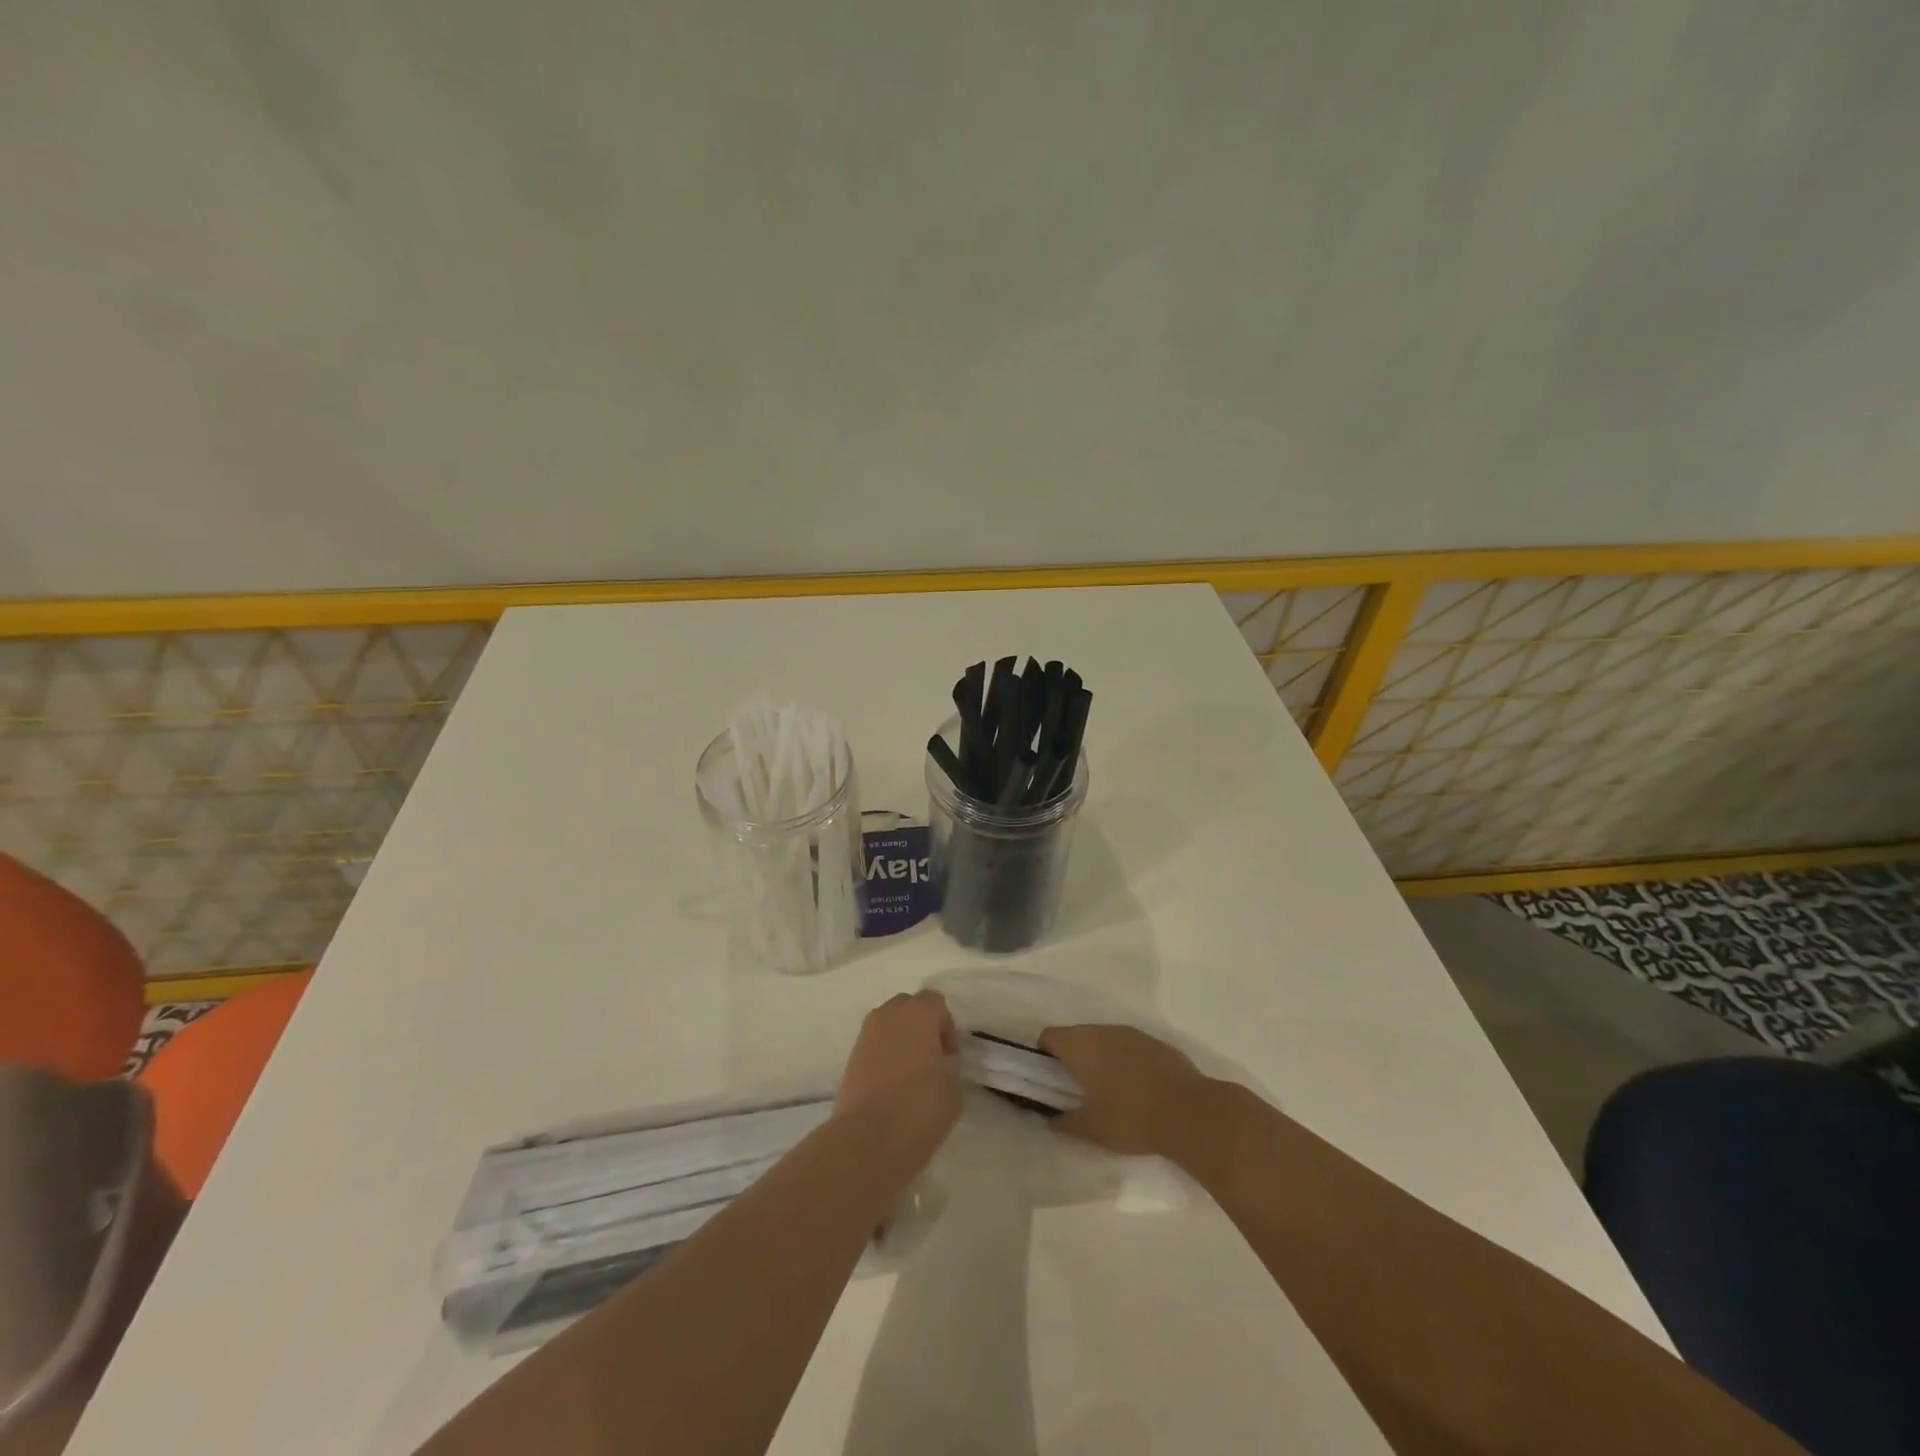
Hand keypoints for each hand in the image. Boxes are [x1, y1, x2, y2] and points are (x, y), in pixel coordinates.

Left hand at [835, 991, 961, 1166]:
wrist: (866, 1141)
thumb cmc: (918, 1110)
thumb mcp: (952, 1092)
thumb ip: (949, 1069)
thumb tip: (939, 1067)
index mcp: (917, 1015)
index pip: (934, 1001)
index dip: (946, 1026)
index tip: (950, 1057)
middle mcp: (888, 1016)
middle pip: (908, 1006)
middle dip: (921, 1026)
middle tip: (932, 1058)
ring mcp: (865, 1036)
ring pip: (888, 1024)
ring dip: (901, 1039)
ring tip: (911, 1074)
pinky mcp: (850, 1058)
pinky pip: (874, 1045)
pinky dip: (884, 1056)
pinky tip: (892, 1086)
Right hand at [1038, 1024, 1215, 1156]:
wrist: (1191, 1113)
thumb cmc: (1131, 1118)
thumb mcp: (1092, 1129)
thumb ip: (1065, 1123)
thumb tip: (1052, 1121)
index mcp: (1082, 1045)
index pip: (1049, 1036)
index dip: (1043, 1055)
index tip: (1048, 1080)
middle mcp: (1104, 1031)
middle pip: (1077, 1035)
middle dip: (1072, 1057)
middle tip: (1076, 1089)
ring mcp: (1133, 1034)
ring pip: (1105, 1039)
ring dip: (1100, 1057)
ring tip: (1108, 1091)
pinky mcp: (1157, 1043)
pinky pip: (1129, 1047)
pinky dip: (1125, 1061)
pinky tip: (1137, 1089)